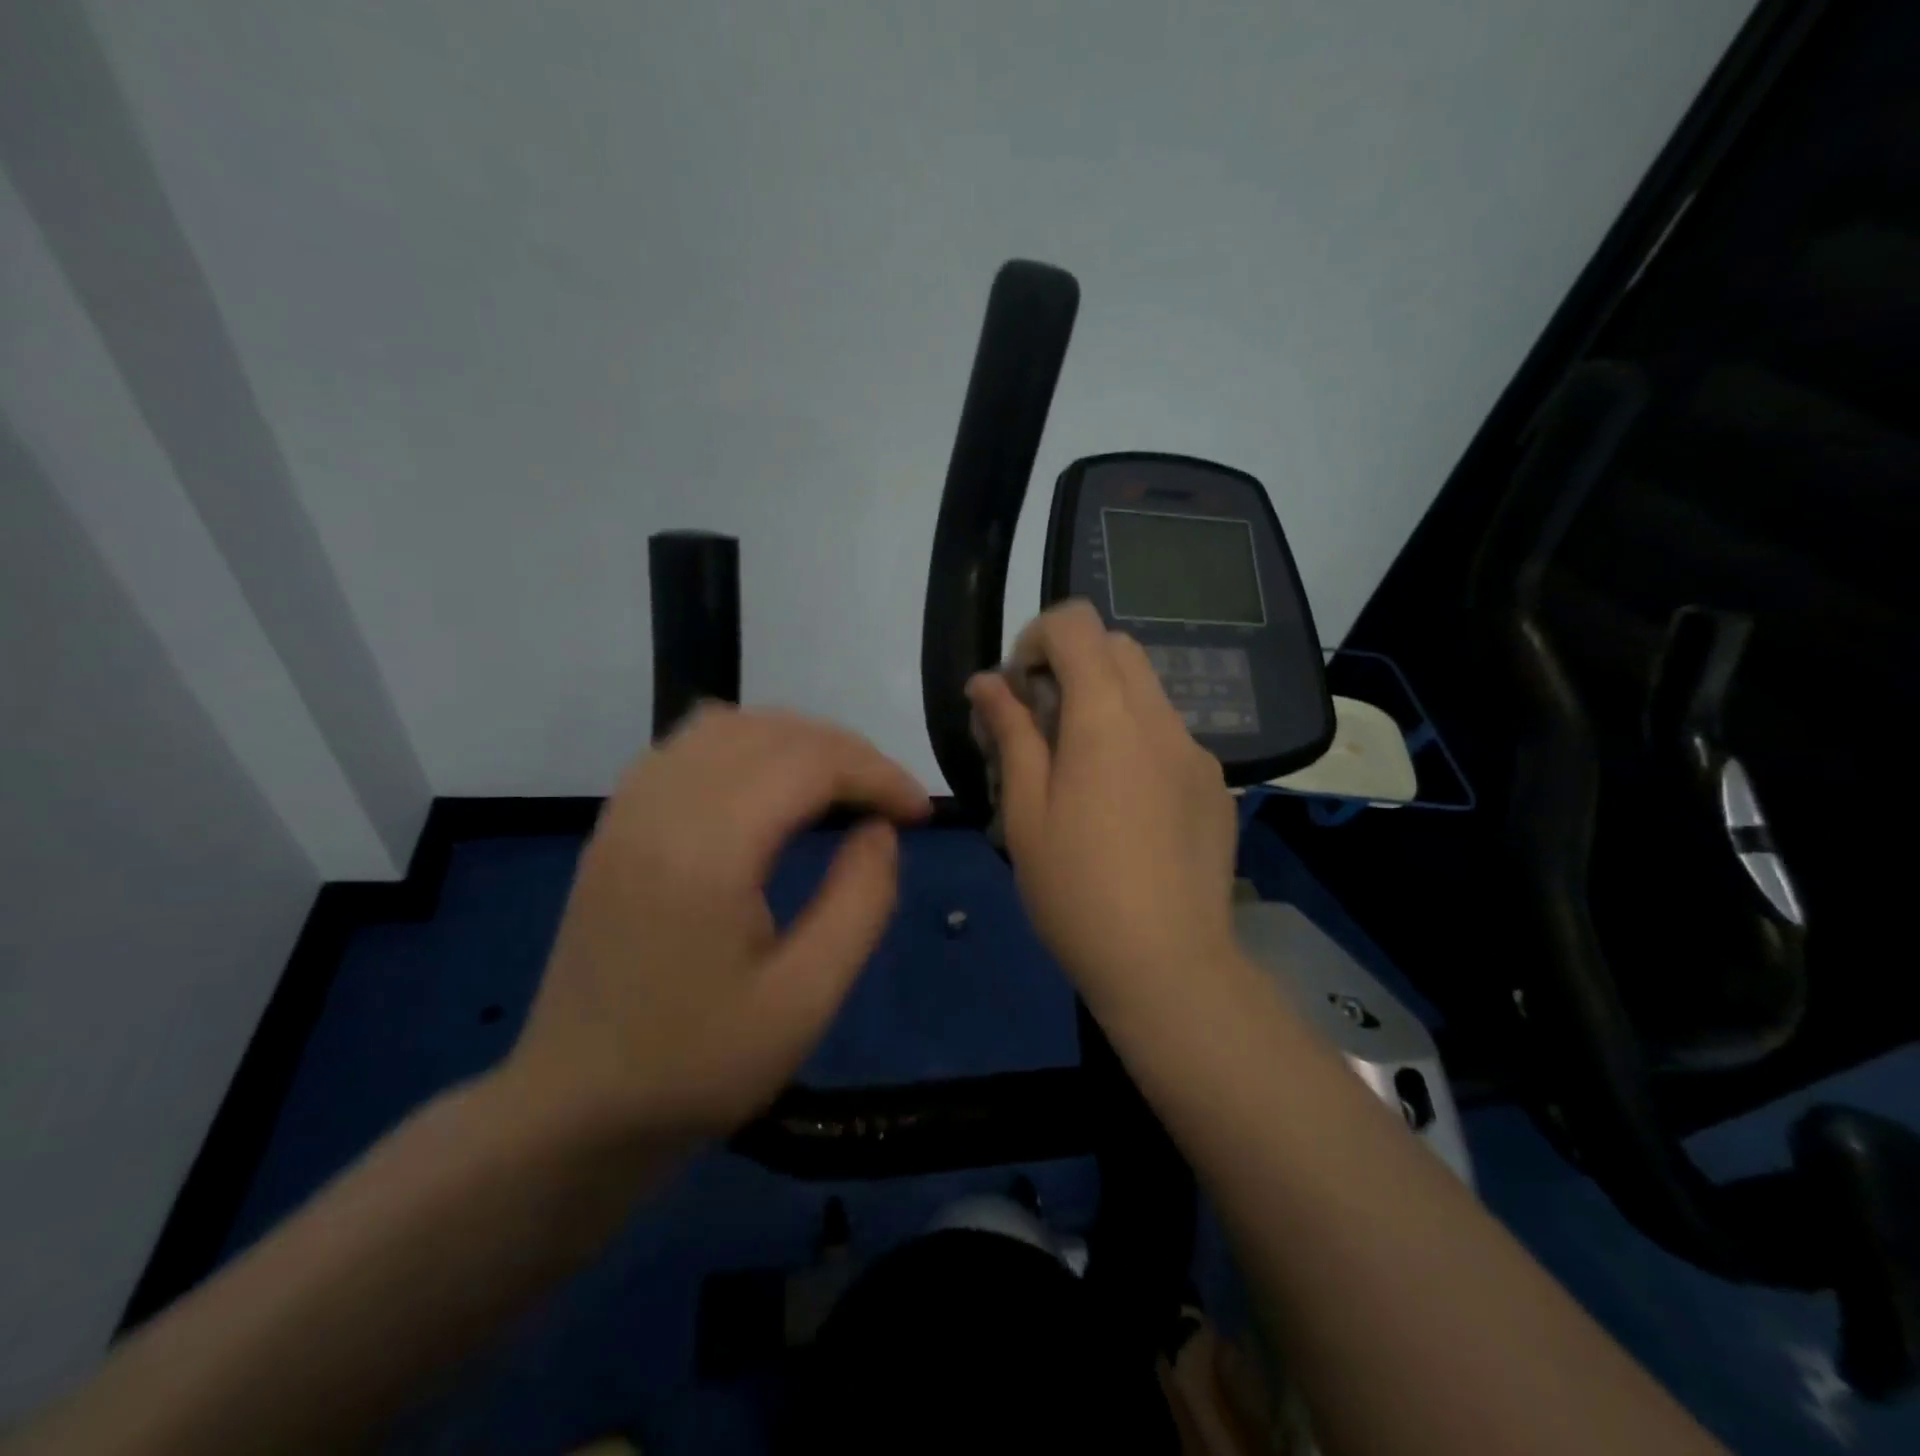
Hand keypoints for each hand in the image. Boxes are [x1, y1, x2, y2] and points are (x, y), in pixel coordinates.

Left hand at [503, 706, 929, 1144]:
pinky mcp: (616, 822)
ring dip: (797, 741)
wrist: (574, 1110)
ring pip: (728, 724)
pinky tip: (769, 788)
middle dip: (847, 753)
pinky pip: (689, 745)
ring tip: (839, 787)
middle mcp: (661, 806)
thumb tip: (880, 829)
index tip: (920, 812)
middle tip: (890, 802)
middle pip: (772, 731)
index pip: (810, 763)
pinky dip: (747, 745)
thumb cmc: (697, 1065)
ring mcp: (629, 809)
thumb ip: (860, 901)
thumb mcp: (806, 1000)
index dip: (878, 774)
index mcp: (706, 849)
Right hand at [967, 601, 1239, 1014]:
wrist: (1169, 965)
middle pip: (1116, 648)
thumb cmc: (1076, 891)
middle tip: (1039, 728)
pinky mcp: (1215, 785)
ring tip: (1075, 772)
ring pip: (1145, 691)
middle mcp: (1161, 719)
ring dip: (1102, 704)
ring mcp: (1196, 752)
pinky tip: (1120, 806)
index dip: (1036, 640)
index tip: (1016, 692)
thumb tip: (986, 682)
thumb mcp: (1024, 811)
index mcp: (1107, 718)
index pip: (1076, 624)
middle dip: (1069, 666)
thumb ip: (1010, 733)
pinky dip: (1134, 739)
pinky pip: (1168, 736)